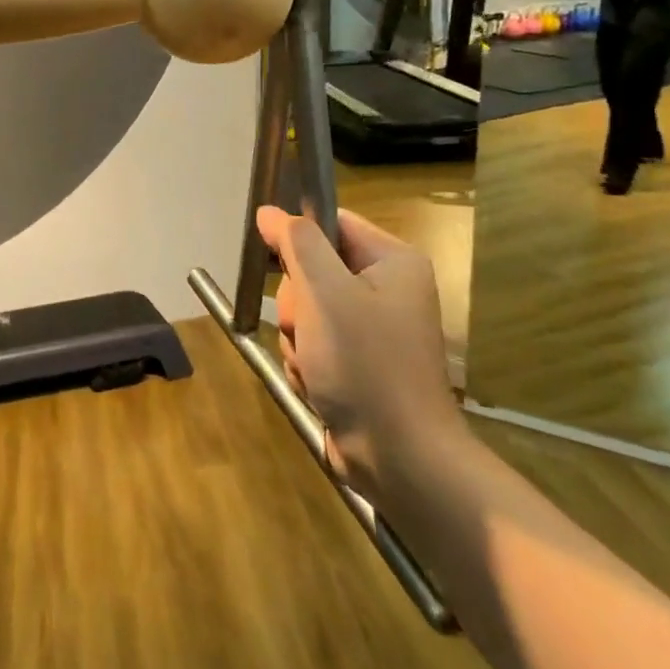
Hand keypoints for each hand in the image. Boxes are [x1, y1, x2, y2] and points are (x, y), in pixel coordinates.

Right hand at [255, 206, 463, 496]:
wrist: (399, 457)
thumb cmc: (365, 364)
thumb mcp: (326, 293)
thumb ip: (297, 244)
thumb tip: (270, 211)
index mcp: (392, 263)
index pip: (330, 223)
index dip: (295, 237)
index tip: (272, 261)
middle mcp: (385, 290)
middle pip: (310, 269)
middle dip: (296, 302)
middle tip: (307, 327)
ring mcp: (370, 330)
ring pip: (304, 311)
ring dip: (296, 337)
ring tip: (315, 363)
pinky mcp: (355, 363)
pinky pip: (310, 344)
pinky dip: (304, 362)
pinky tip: (317, 384)